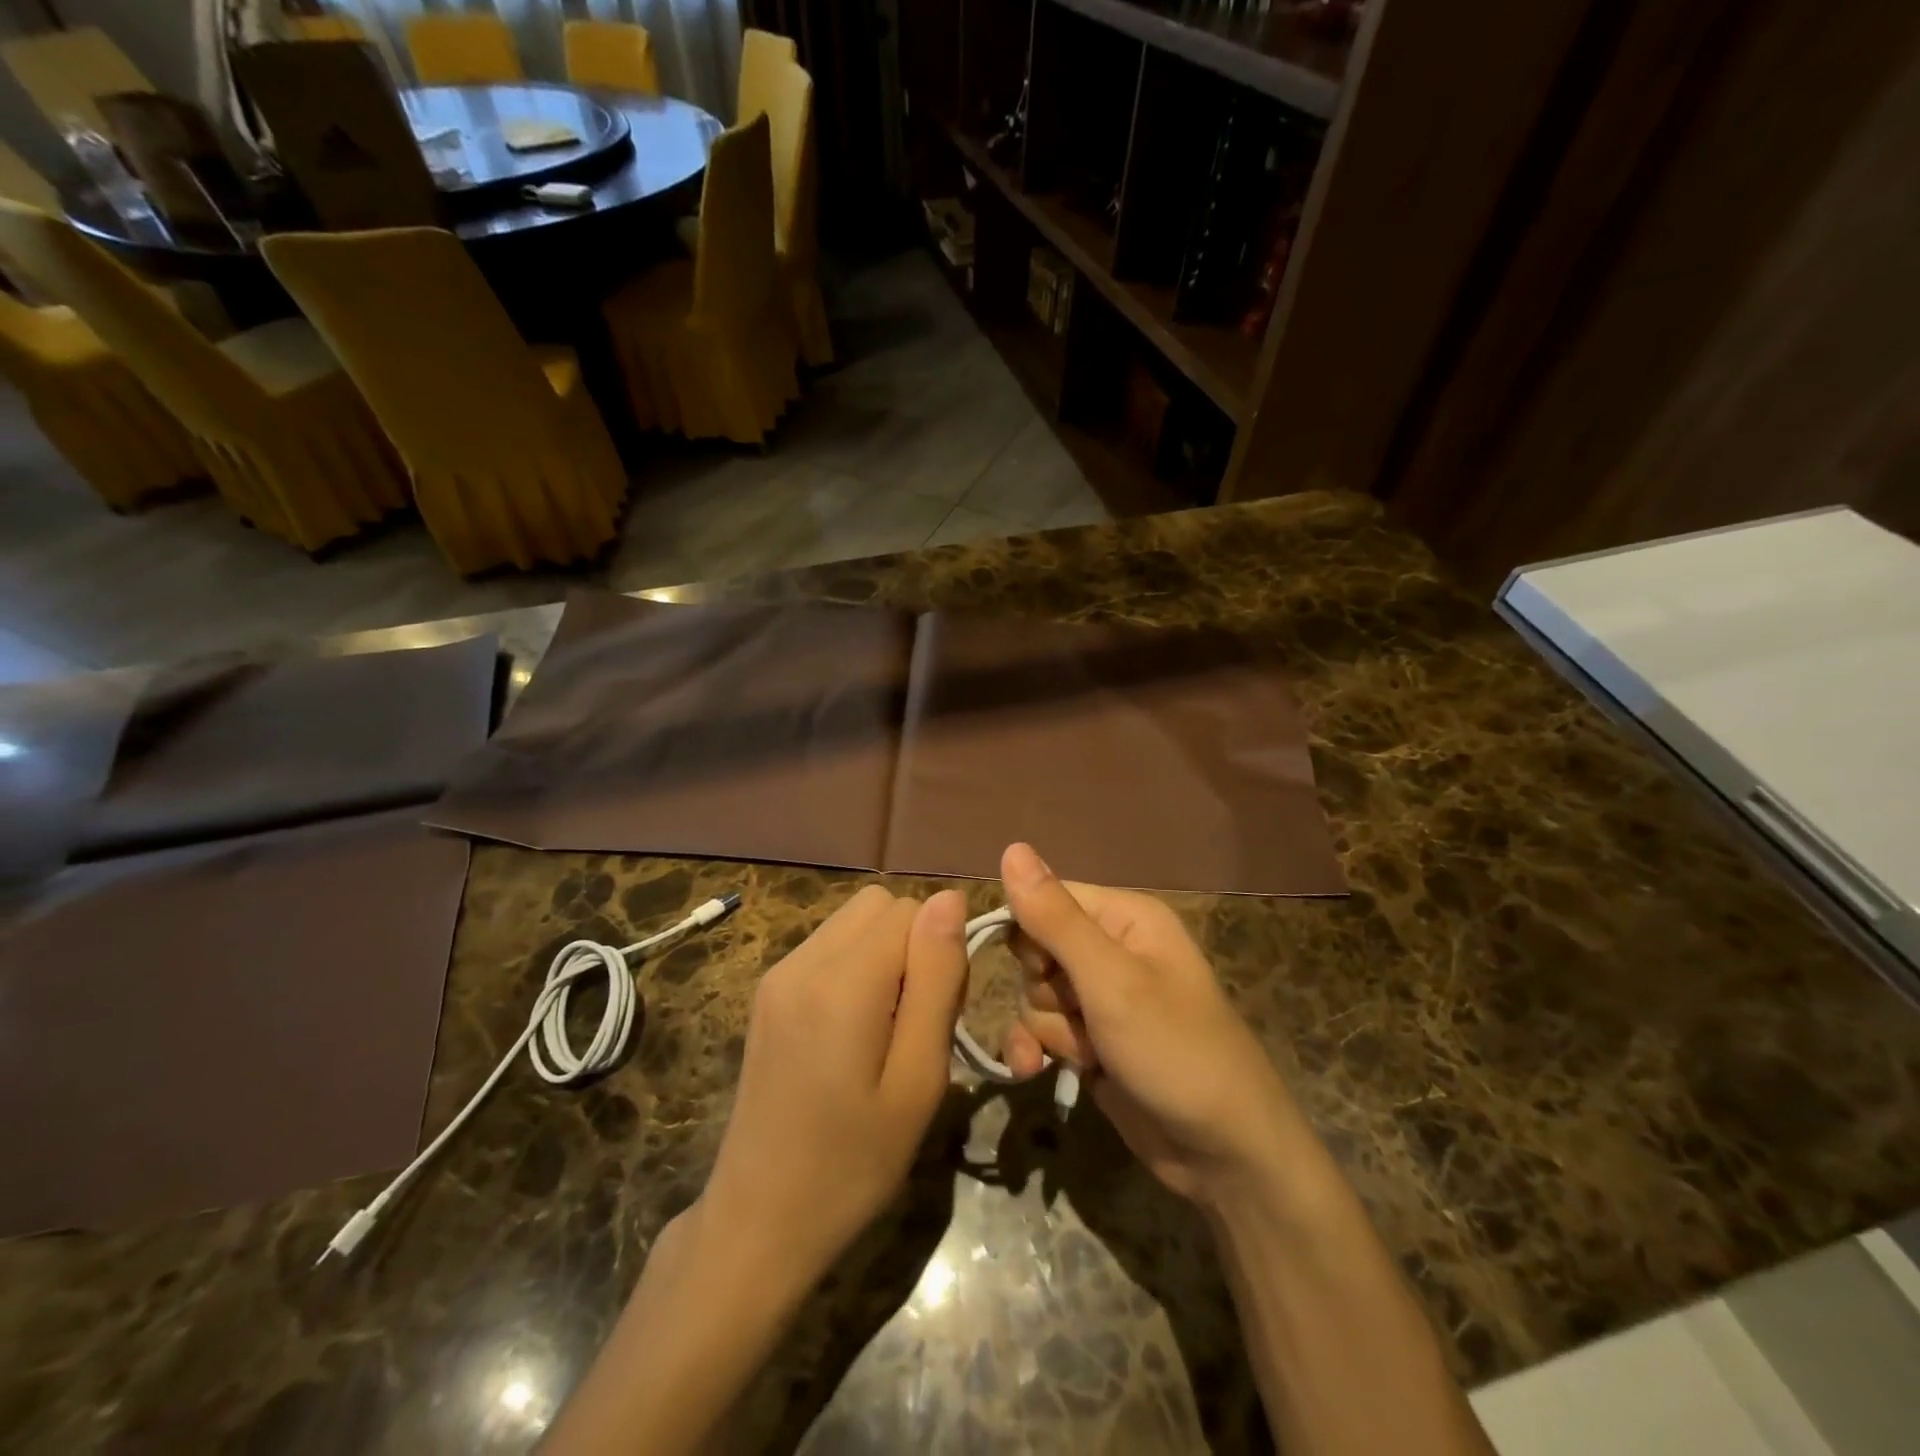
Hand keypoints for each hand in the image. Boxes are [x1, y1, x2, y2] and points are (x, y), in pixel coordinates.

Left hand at [697, 884, 966, 1294]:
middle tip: (916, 1019)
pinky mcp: (767, 990)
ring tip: (886, 1026)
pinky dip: (855, 966)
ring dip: (884, 953)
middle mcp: (802, 961)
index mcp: (842, 983)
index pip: (912, 910)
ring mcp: (778, 973)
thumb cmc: (853, 1164)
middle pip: (880, 905)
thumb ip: (937, 980)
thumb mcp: (918, 1081)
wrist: (758, 1221)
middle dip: (912, 944)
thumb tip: (950, 898)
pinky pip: (829, 945)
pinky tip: (852, 1029)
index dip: (940, 951)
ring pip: (854, 920)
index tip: (940, 1012)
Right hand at [1000, 843, 1309, 1207]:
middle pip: (1035, 949)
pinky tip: (1036, 1071)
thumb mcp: (1111, 981)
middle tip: (1079, 1015)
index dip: (1031, 934)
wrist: (1225, 1155)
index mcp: (1124, 917)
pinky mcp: (1091, 1040)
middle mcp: (1111, 948)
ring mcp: (1100, 998)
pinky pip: (1041, 1029)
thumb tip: (1011, 847)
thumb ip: (1056, 918)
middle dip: (1044, 990)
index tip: (1045, 971)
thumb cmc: (1175, 1051)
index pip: (1045, 898)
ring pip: (1034, 994)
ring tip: (1088, 1055)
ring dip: (1048, 1029)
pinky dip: (1036, 1048)